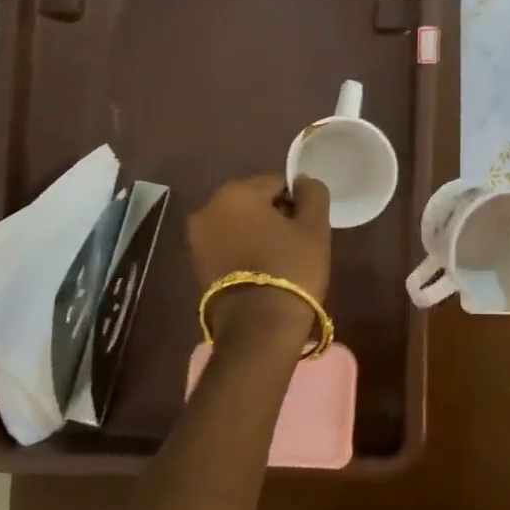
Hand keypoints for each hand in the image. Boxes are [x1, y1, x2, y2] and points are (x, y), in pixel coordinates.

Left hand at [187, 174, 330, 344]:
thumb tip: (303, 181)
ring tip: (278, 259)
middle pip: (253, 201)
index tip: (307, 227)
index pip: (276, 183)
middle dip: (273, 215)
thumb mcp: (314, 227)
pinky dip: (242, 250)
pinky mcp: (195, 263)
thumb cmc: (291, 269)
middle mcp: (208, 207)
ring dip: (256, 233)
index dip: (296, 202)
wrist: (258, 328)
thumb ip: (313, 194)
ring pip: (237, 223)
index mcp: (236, 192)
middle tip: (295, 243)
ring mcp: (197, 237)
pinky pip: (225, 244)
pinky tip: (260, 270)